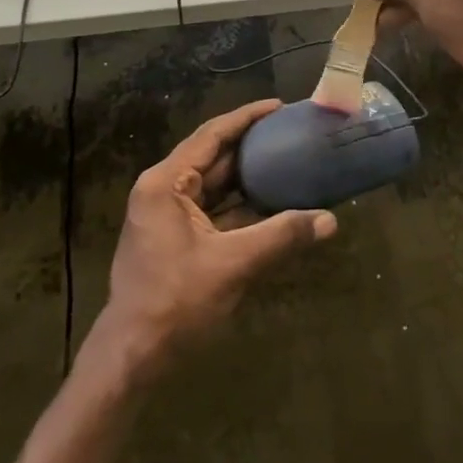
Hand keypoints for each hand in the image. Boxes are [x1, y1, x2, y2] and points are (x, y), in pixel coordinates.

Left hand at [89, 99, 337, 377]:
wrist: (133, 357)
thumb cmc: (176, 302)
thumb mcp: (233, 265)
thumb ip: (281, 236)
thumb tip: (329, 221)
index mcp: (166, 183)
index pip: (211, 136)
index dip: (246, 118)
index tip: (278, 106)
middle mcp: (163, 190)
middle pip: (213, 158)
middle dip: (251, 146)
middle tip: (290, 132)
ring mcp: (168, 215)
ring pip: (214, 186)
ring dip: (248, 178)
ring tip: (288, 161)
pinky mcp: (176, 238)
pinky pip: (213, 211)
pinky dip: (240, 207)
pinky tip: (272, 205)